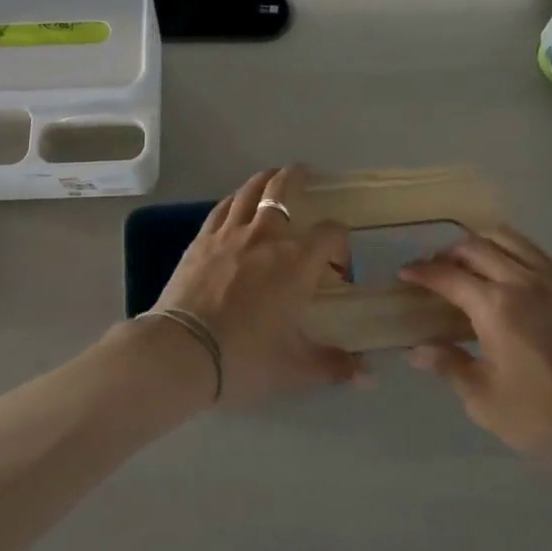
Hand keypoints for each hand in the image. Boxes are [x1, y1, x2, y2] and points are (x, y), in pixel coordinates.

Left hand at [146, 166, 359, 407]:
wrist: (183, 352)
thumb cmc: (246, 359)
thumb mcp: (296, 368)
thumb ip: (334, 365)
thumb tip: (368, 375)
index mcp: (297, 262)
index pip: (330, 234)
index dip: (340, 244)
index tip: (337, 268)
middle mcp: (266, 237)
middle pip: (284, 190)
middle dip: (299, 178)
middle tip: (307, 175)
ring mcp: (229, 234)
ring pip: (249, 191)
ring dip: (265, 180)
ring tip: (273, 177)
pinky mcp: (201, 241)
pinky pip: (221, 209)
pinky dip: (234, 200)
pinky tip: (235, 204)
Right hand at [401, 228, 551, 479]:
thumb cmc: (541, 417)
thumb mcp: (483, 399)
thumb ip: (448, 365)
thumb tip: (417, 350)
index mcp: (496, 307)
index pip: (448, 276)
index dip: (422, 272)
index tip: (404, 273)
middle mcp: (523, 282)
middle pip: (476, 247)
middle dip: (448, 254)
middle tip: (434, 272)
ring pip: (508, 239)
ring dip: (480, 245)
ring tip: (468, 266)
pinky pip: (534, 252)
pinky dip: (510, 251)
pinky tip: (504, 275)